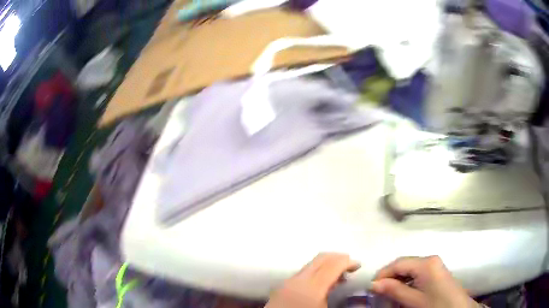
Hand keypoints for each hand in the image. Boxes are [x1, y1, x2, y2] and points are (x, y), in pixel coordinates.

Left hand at [265, 253, 359, 307]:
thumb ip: (343, 303)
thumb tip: (361, 302)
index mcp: (312, 288)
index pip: (333, 265)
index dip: (348, 262)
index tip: (359, 266)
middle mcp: (298, 280)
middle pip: (321, 258)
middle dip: (338, 258)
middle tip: (351, 266)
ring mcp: (287, 282)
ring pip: (311, 264)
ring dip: (327, 265)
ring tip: (339, 276)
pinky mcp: (281, 287)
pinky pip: (302, 272)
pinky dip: (316, 271)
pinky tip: (322, 284)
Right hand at [371, 256, 477, 307]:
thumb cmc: (436, 305)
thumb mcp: (413, 300)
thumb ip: (394, 290)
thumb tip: (374, 284)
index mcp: (426, 263)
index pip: (398, 263)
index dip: (383, 274)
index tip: (371, 288)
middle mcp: (430, 259)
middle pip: (404, 264)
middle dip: (390, 278)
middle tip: (378, 293)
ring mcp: (435, 265)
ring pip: (410, 269)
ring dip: (398, 281)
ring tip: (389, 295)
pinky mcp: (437, 272)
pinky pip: (417, 274)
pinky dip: (407, 282)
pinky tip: (403, 293)